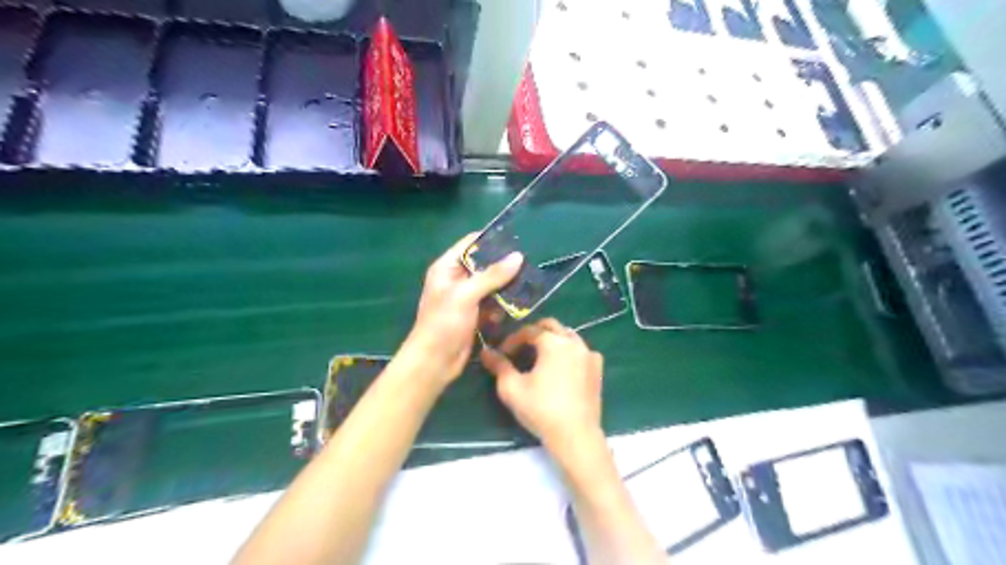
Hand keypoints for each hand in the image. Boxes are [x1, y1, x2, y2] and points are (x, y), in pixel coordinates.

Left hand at [404, 232, 522, 384]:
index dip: (492, 240)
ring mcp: (466, 297)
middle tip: (530, 262)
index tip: (517, 240)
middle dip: (504, 265)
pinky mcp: (475, 314)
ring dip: (507, 286)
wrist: (435, 362)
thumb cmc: (443, 323)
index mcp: (447, 268)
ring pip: (491, 284)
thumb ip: (492, 275)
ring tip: (530, 281)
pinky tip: (519, 303)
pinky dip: (503, 303)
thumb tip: (518, 257)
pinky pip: (493, 302)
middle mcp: (457, 279)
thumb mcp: (466, 295)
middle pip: (484, 264)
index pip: (471, 244)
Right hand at [482, 318, 603, 455]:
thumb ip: (499, 366)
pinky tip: (561, 368)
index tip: (502, 353)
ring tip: (539, 358)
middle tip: (520, 350)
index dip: (512, 340)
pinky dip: (568, 352)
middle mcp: (574, 342)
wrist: (575, 435)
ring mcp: (589, 354)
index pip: (529, 331)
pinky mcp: (597, 369)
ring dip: (551, 340)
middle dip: (533, 333)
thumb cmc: (541, 410)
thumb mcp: (512, 388)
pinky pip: (580, 351)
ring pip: (567, 336)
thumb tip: (486, 352)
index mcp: (554, 343)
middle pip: (551, 326)